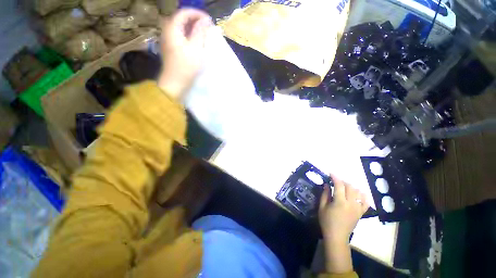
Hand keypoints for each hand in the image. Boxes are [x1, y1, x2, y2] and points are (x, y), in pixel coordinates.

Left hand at [158, 8, 212, 99]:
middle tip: (207, 27)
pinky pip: (180, 36)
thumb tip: (205, 20)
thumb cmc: (186, 66)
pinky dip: (189, 36)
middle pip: (181, 19)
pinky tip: (196, 41)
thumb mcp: (196, 48)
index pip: (184, 13)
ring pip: (181, 28)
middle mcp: (167, 31)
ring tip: (203, 33)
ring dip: (192, 28)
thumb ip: (200, 32)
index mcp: (172, 28)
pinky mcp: (171, 48)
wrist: (176, 82)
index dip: (197, 14)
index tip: (209, 20)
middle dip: (195, 20)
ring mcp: (168, 40)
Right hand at [319, 176, 368, 243]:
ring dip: (351, 187)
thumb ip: (325, 194)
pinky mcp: (361, 213)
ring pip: (358, 192)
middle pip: (350, 187)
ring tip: (345, 187)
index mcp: (340, 202)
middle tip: (336, 181)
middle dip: (343, 181)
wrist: (337, 236)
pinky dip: (363, 196)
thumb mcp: (322, 207)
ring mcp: (357, 208)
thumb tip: (326, 184)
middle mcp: (351, 203)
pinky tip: (359, 193)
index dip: (335, 177)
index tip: (331, 173)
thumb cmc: (326, 221)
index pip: (339, 185)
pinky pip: (366, 202)